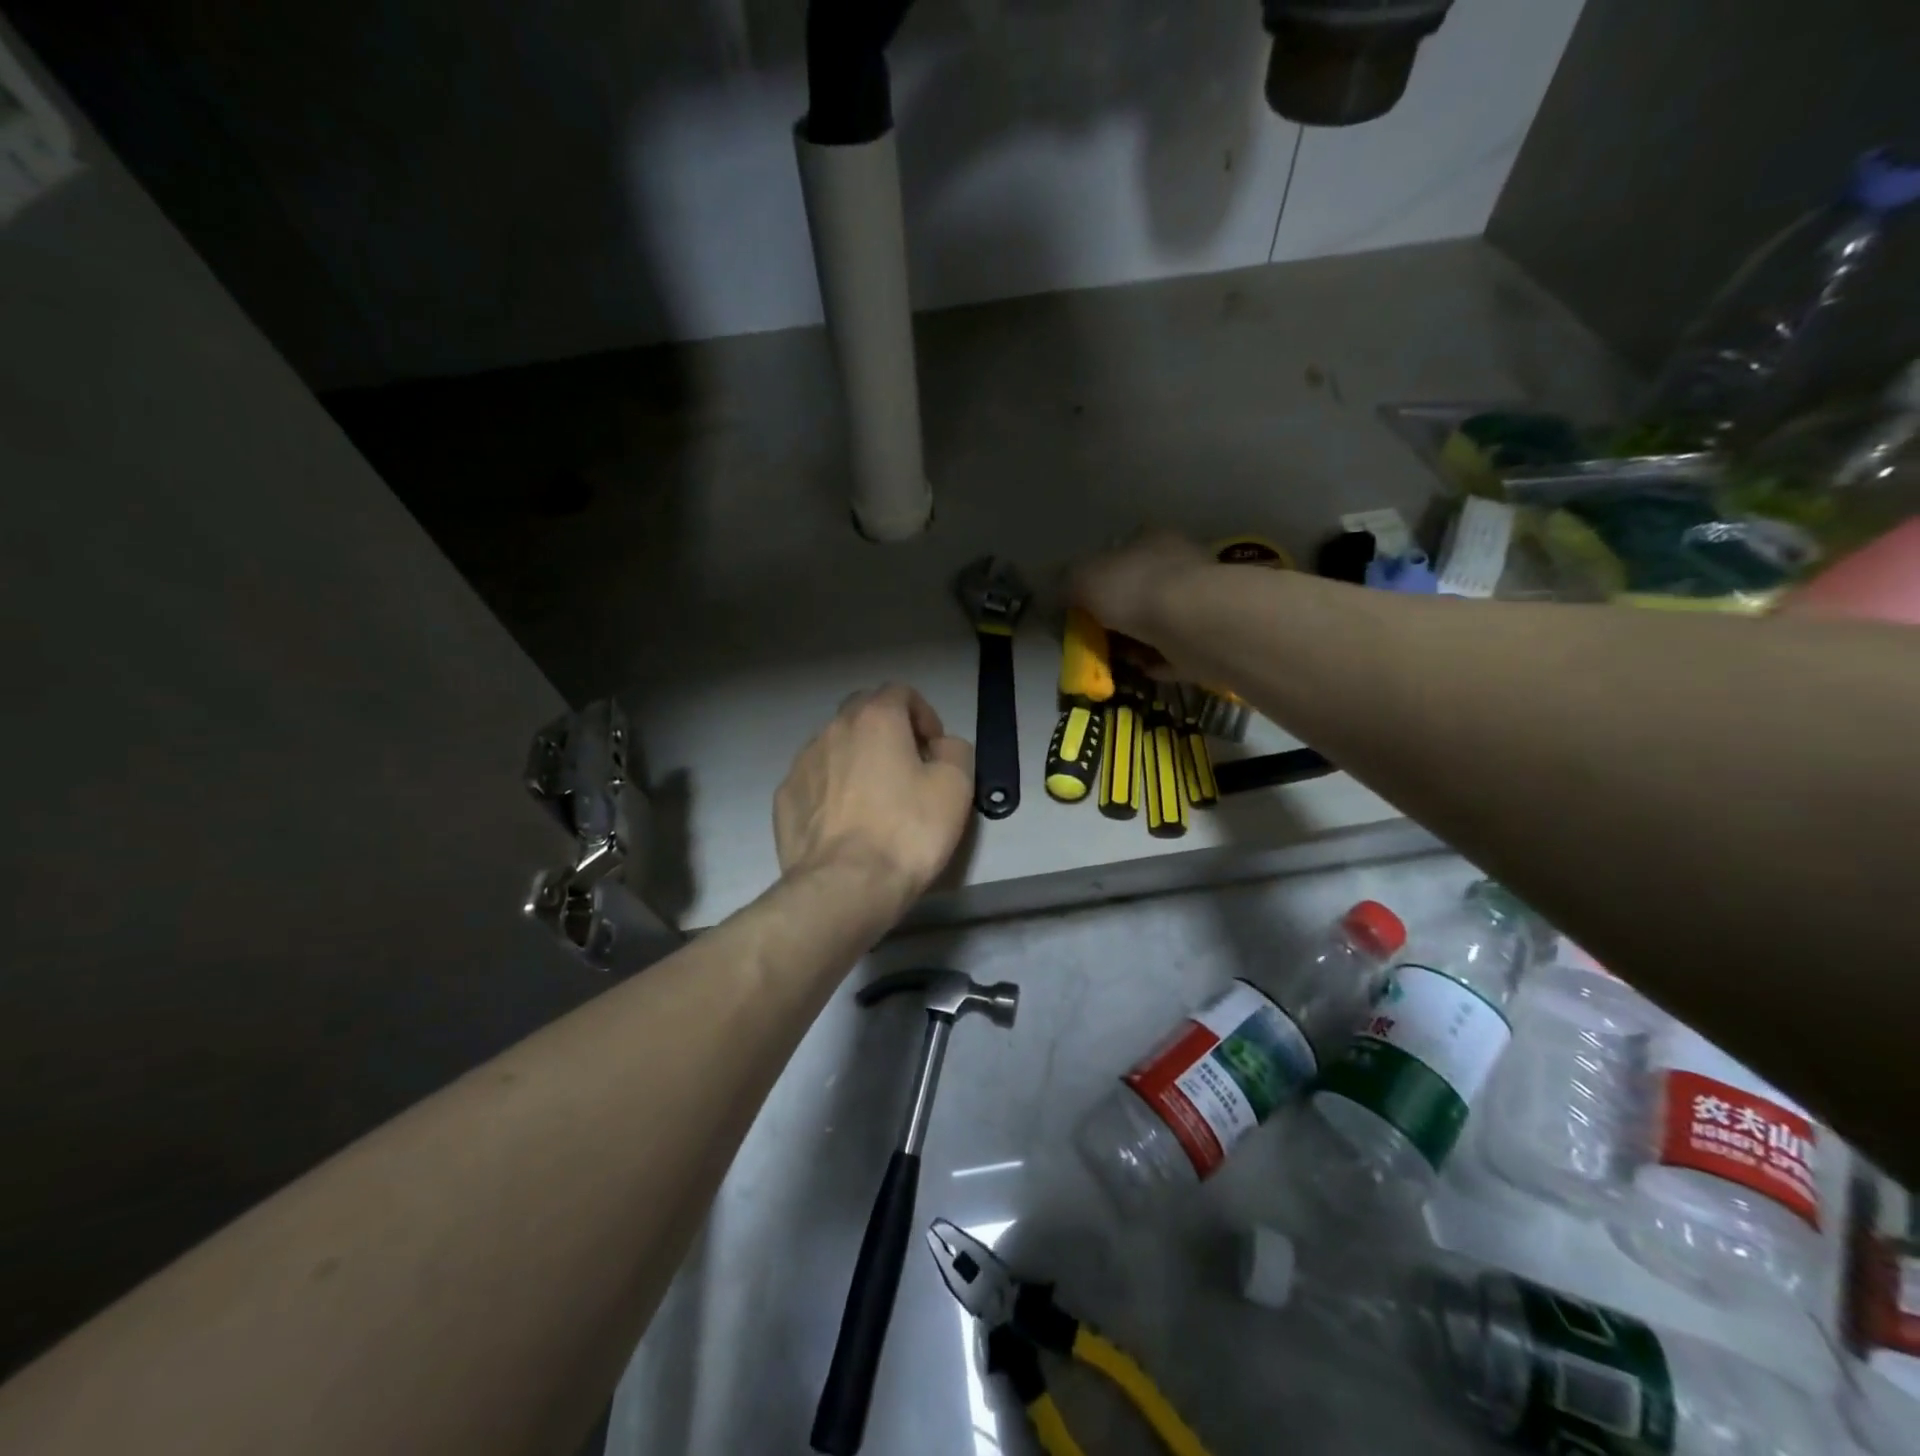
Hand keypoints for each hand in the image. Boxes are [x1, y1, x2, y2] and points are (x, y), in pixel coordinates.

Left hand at [774, 684, 973, 908]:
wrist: (844, 885)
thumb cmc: (907, 831)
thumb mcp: (956, 787)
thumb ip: (954, 751)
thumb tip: (938, 746)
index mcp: (876, 718)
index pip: (901, 692)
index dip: (923, 715)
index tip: (934, 749)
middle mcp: (833, 729)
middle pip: (862, 711)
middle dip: (887, 729)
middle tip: (906, 766)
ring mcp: (802, 762)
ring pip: (834, 744)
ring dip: (856, 758)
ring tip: (873, 799)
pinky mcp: (784, 797)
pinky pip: (814, 779)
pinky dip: (831, 788)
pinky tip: (844, 821)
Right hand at [1071, 530, 1214, 674]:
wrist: (1192, 623)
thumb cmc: (1134, 589)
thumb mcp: (1083, 579)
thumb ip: (1066, 584)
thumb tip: (1056, 592)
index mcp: (1151, 540)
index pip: (1121, 552)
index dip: (1099, 578)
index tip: (1083, 606)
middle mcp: (1179, 564)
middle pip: (1139, 590)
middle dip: (1117, 615)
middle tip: (1096, 638)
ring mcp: (1198, 600)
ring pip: (1158, 622)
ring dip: (1137, 642)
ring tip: (1117, 660)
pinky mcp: (1209, 635)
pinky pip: (1176, 650)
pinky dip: (1158, 661)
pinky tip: (1143, 671)